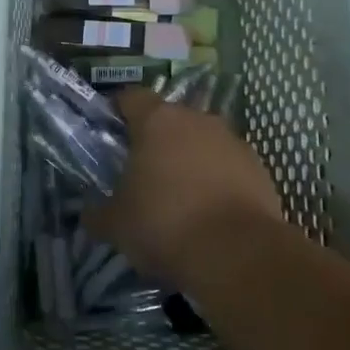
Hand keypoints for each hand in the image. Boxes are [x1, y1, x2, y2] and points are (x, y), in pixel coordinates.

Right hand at [89, 91, 286, 287]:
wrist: (237, 253)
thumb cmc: (165, 224)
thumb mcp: (117, 225)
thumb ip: (99, 213)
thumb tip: (91, 214)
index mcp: (157, 121)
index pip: (132, 97)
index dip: (119, 111)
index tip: (112, 131)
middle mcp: (197, 119)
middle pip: (170, 119)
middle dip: (157, 140)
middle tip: (144, 172)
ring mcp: (232, 140)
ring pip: (203, 141)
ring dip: (191, 159)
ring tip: (181, 196)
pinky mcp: (259, 167)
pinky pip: (229, 165)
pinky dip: (219, 180)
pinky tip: (211, 211)